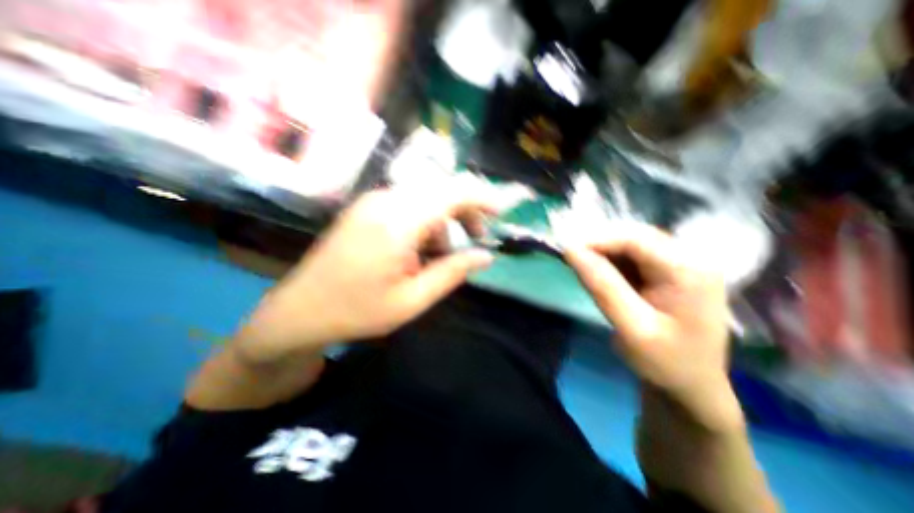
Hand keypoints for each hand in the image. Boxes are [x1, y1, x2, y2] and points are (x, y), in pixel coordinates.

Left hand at [236, 179, 512, 362]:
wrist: (299, 310)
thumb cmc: (357, 311)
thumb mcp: (412, 300)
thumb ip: (453, 272)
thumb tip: (486, 256)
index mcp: (397, 222)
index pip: (452, 192)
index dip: (482, 197)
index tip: (501, 212)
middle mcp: (385, 200)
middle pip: (441, 190)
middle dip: (466, 211)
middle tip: (477, 239)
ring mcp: (372, 201)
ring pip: (426, 197)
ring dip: (445, 220)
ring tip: (444, 254)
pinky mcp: (367, 208)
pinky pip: (408, 204)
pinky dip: (426, 221)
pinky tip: (420, 248)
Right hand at [564, 226, 740, 431]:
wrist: (691, 386)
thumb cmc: (665, 362)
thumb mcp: (631, 327)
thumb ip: (602, 286)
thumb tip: (571, 250)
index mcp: (689, 271)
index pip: (636, 239)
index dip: (598, 240)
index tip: (567, 253)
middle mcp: (690, 259)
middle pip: (635, 237)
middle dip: (600, 245)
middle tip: (572, 261)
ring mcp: (682, 264)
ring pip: (632, 244)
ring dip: (604, 253)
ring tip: (584, 269)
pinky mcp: (670, 272)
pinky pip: (634, 257)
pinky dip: (612, 262)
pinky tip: (602, 276)